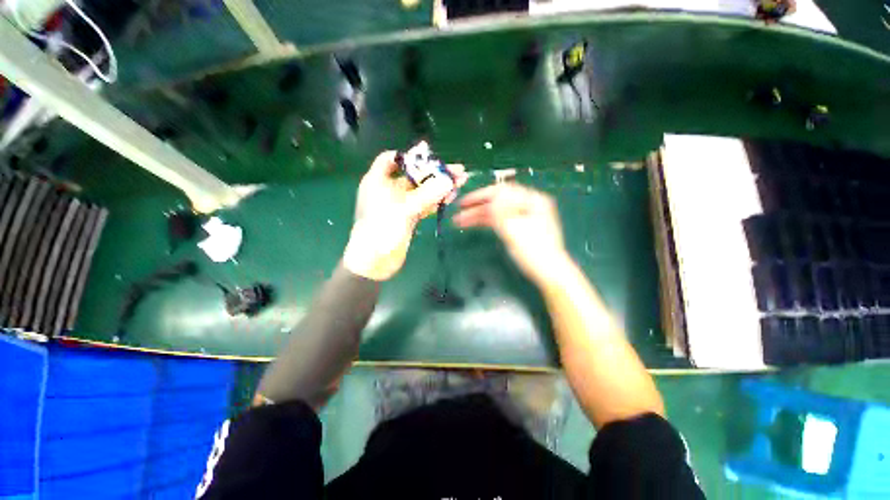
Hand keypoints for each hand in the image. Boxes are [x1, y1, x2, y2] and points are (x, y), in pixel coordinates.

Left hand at [343, 151, 467, 280]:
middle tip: (457, 171)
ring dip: (439, 187)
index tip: (428, 157)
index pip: (392, 159)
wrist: (375, 262)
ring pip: (421, 191)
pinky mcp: (408, 217)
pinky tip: (450, 197)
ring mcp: (399, 205)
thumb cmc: (382, 230)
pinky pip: (423, 204)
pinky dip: (435, 201)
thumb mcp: (405, 208)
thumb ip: (428, 194)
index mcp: (379, 181)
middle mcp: (389, 190)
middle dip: (434, 173)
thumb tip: (449, 180)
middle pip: (414, 175)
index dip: (409, 156)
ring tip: (460, 182)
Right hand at [453, 183, 569, 284]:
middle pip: (497, 201)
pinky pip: (499, 221)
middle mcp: (527, 205)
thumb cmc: (535, 251)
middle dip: (477, 206)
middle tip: (459, 212)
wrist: (549, 273)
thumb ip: (501, 211)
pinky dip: (486, 222)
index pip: (502, 191)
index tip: (464, 203)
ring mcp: (523, 217)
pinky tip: (474, 224)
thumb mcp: (516, 230)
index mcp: (532, 200)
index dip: (480, 195)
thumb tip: (490, 196)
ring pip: (496, 212)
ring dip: (478, 215)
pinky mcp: (518, 228)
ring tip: (459, 221)